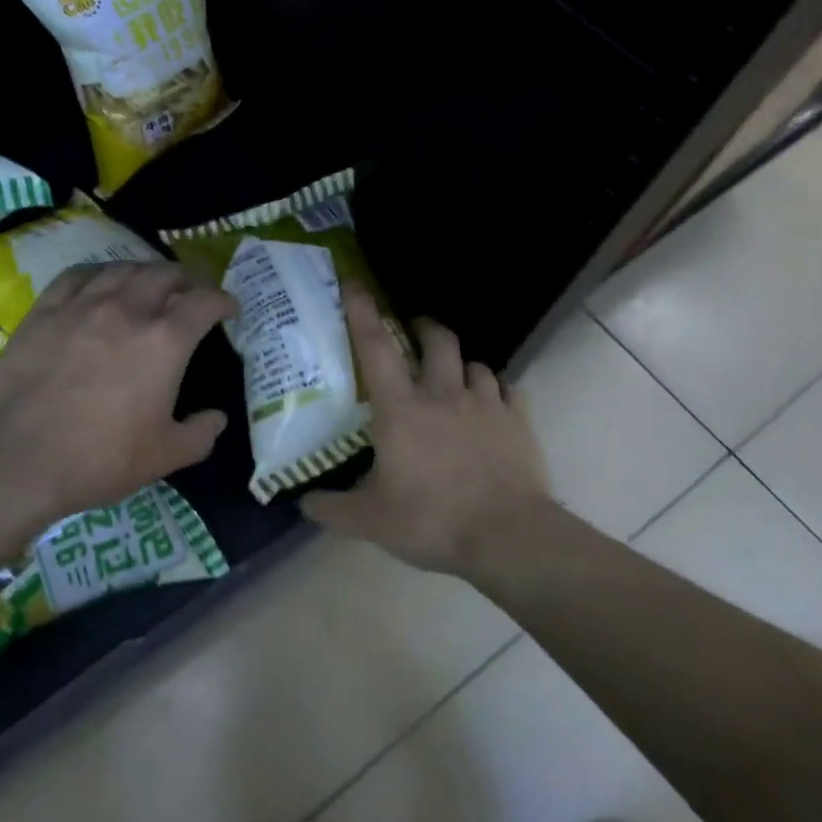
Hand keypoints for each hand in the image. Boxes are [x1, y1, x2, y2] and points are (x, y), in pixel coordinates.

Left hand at [0, 261, 235, 523]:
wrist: (18, 458)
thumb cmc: (99, 459)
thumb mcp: (164, 457)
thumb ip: (200, 435)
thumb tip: (217, 418)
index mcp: (164, 341)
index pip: (204, 302)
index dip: (223, 300)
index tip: (229, 308)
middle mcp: (127, 310)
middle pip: (164, 274)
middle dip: (187, 278)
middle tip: (192, 290)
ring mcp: (82, 305)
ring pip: (122, 268)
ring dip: (145, 271)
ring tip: (149, 282)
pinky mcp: (45, 310)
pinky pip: (78, 275)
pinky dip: (99, 272)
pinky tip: (100, 281)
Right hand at [300, 289, 554, 577]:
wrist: (508, 538)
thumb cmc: (431, 520)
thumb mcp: (370, 522)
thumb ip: (332, 508)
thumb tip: (303, 502)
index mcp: (401, 408)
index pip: (375, 347)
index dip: (362, 312)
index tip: (354, 283)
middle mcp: (443, 395)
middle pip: (437, 340)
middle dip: (425, 328)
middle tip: (415, 332)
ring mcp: (486, 405)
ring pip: (475, 364)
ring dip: (462, 365)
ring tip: (456, 378)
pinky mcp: (519, 422)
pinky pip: (509, 391)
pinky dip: (498, 392)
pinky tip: (494, 406)